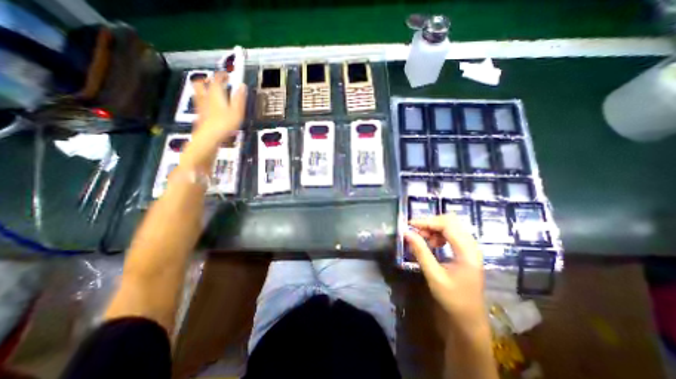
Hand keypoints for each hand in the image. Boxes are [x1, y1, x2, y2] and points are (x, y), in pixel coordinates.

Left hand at [183, 73, 246, 170]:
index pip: (216, 79)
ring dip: (203, 89)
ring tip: (210, 92)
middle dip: (207, 80)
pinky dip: (204, 100)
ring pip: (198, 92)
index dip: (221, 75)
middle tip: (214, 81)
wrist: (209, 137)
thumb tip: (242, 86)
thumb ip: (239, 98)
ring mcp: (200, 106)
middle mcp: (205, 97)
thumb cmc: (224, 124)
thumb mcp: (237, 111)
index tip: (226, 75)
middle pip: (201, 83)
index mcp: (215, 94)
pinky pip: (199, 102)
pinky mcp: (199, 114)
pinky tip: (209, 106)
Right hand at [406, 214, 486, 326]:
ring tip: (423, 239)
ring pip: (451, 225)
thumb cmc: (453, 299)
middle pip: (450, 221)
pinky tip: (432, 243)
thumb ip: (421, 252)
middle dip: (431, 223)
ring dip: (434, 228)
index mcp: (467, 252)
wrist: (469, 318)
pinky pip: (452, 233)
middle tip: (416, 232)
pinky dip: (439, 233)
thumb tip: (406, 233)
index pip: (447, 225)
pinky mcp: (466, 250)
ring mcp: (470, 247)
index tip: (410, 224)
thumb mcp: (434, 276)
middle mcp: (471, 245)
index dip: (427, 221)